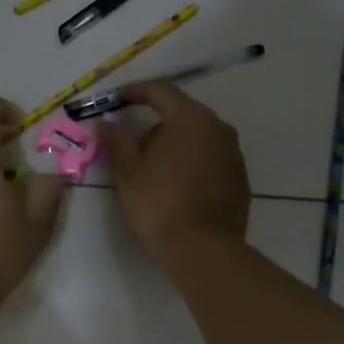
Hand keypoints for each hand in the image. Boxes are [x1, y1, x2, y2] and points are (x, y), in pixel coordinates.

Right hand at [96, 81, 250, 255]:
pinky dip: (191, 161)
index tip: (116, 99)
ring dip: (173, 144)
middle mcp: (218, 127)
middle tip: (131, 146)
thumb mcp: (128, 172)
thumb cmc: (160, 204)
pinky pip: (210, 157)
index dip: (136, 92)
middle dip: (154, 124)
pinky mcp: (240, 177)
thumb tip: (103, 123)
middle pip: (180, 113)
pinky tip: (176, 186)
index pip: (161, 91)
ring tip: (152, 170)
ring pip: (197, 136)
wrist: (204, 251)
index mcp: (190, 118)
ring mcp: (233, 152)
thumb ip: (115, 141)